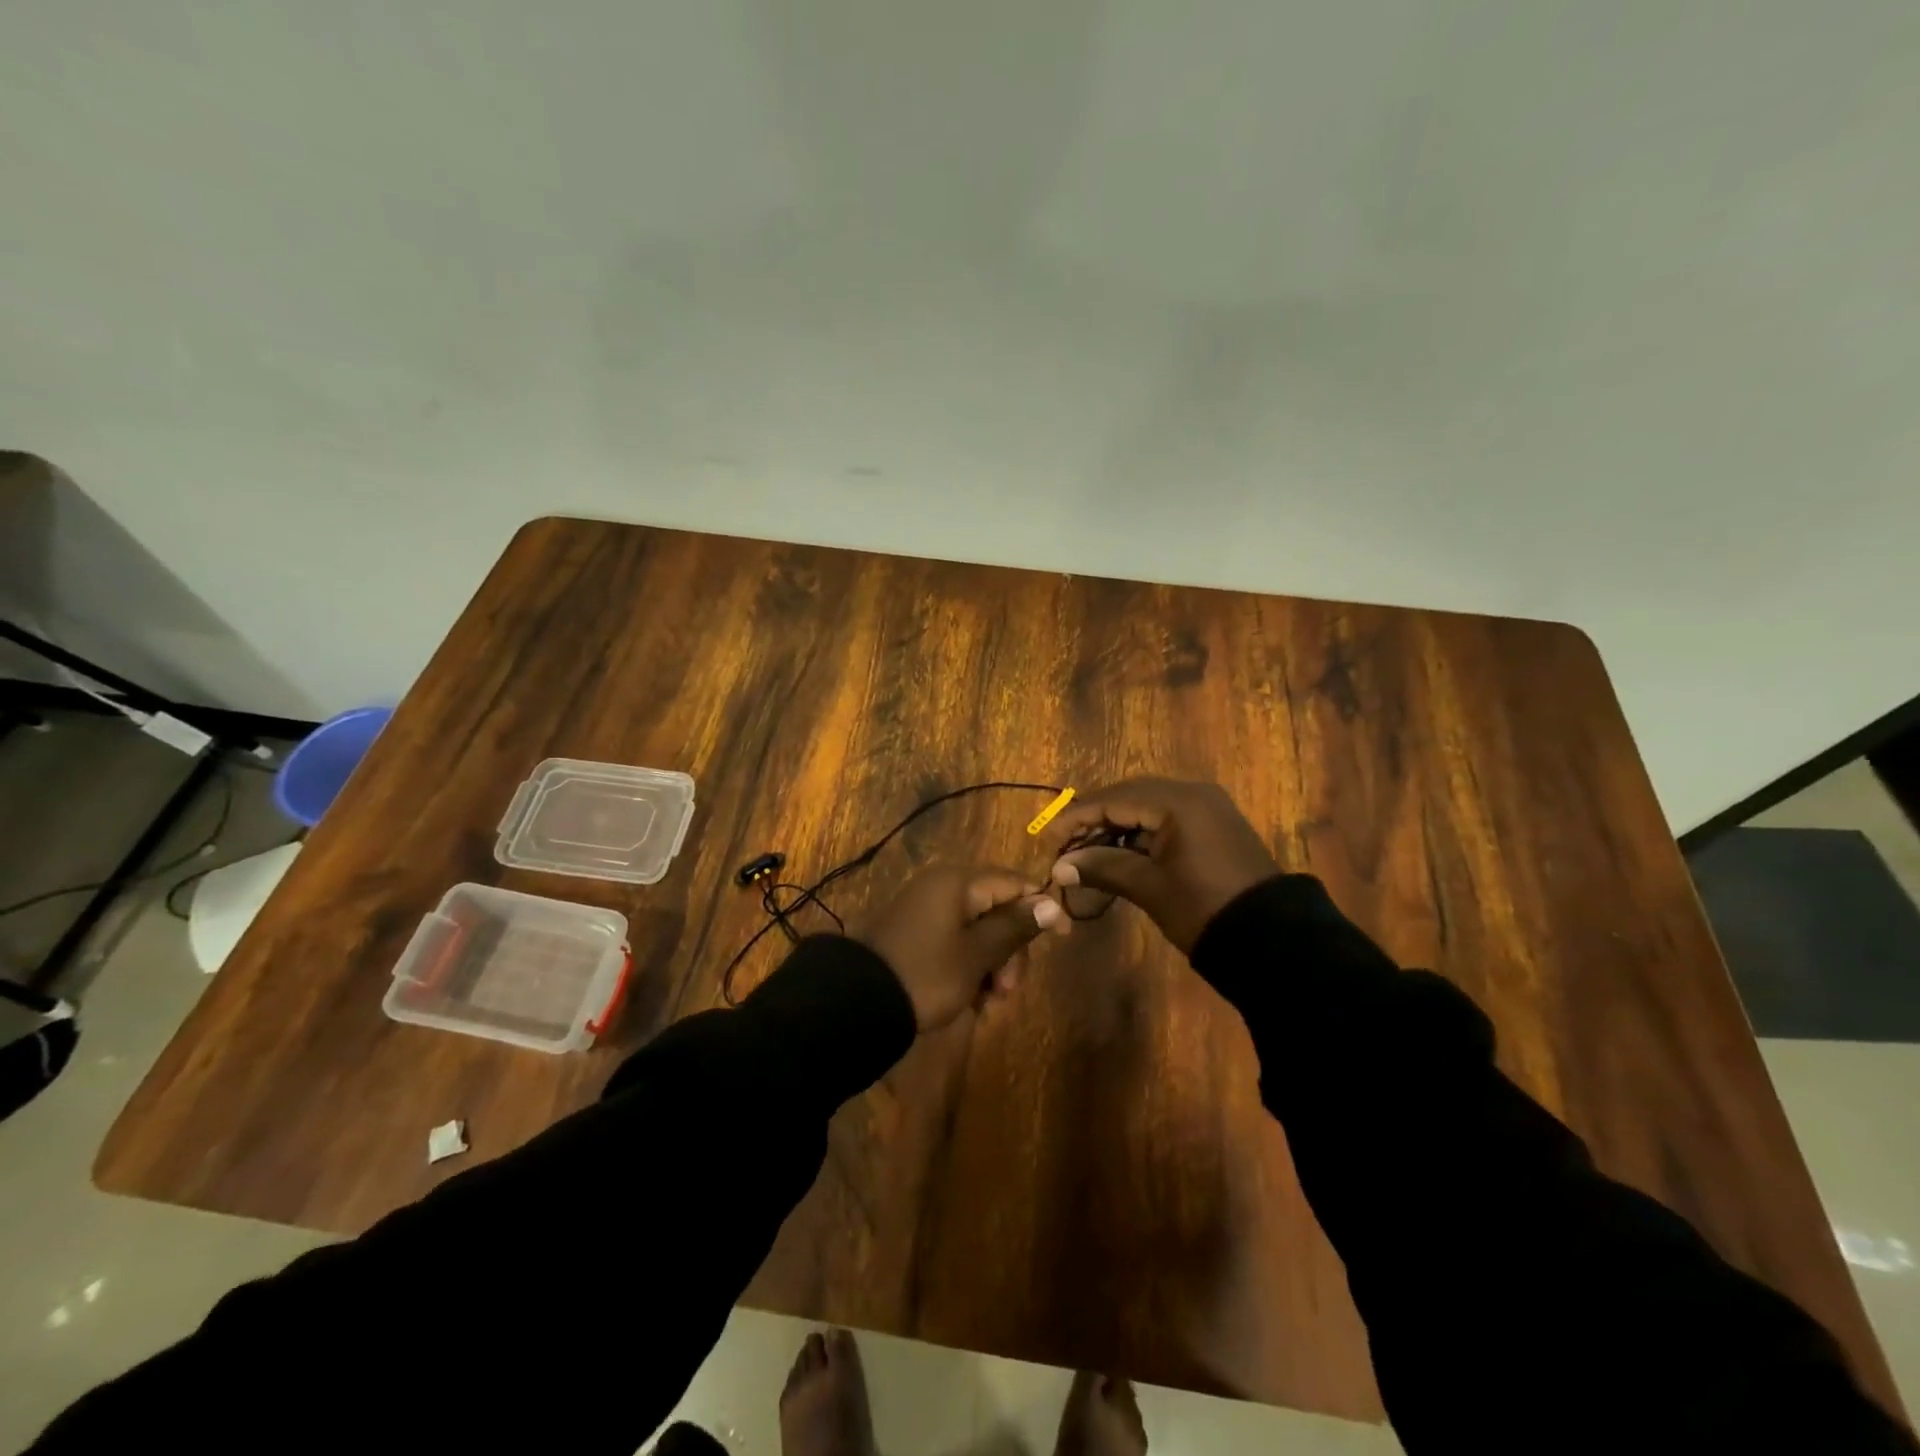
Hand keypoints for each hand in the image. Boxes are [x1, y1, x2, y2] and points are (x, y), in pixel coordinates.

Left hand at [859, 866, 1068, 1031]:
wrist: (858, 1002)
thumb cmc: (926, 974)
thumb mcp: (976, 954)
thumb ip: (1015, 927)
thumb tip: (1052, 902)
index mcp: (958, 883)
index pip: (1015, 883)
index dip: (1042, 908)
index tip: (1061, 940)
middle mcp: (943, 887)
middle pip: (997, 909)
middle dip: (1010, 950)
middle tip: (1007, 990)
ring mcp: (927, 910)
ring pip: (978, 930)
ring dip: (992, 964)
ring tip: (988, 1002)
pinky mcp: (916, 933)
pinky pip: (956, 942)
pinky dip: (969, 967)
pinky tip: (971, 999)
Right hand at [1039, 779, 1277, 953]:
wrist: (1273, 940)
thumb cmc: (1203, 909)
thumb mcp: (1149, 887)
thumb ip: (1103, 867)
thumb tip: (1060, 866)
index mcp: (1178, 802)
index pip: (1114, 799)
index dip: (1078, 817)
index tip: (1049, 836)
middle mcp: (1193, 793)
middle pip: (1130, 795)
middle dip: (1096, 818)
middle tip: (1066, 842)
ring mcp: (1208, 808)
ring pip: (1148, 806)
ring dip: (1117, 824)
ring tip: (1088, 850)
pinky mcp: (1214, 825)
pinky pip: (1167, 817)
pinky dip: (1141, 831)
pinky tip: (1121, 851)